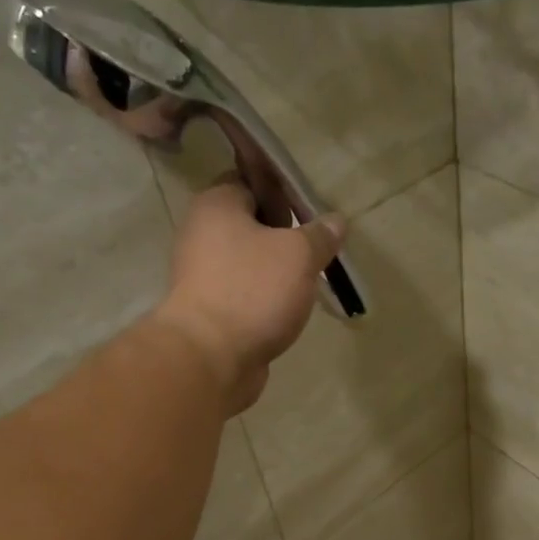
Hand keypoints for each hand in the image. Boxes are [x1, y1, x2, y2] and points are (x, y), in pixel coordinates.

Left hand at [150, 178, 347, 414]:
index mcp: (216, 205)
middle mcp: (202, 235)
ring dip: (277, 273)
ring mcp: (202, 276)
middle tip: (316, 252)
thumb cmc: (253, 291)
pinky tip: (288, 312)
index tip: (312, 213)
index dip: (283, 193)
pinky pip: (244, 295)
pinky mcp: (210, 312)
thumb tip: (336, 221)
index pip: (251, 182)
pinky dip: (265, 301)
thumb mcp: (299, 255)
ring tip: (308, 284)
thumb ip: (320, 235)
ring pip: (249, 264)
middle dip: (285, 238)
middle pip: (251, 226)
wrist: (211, 358)